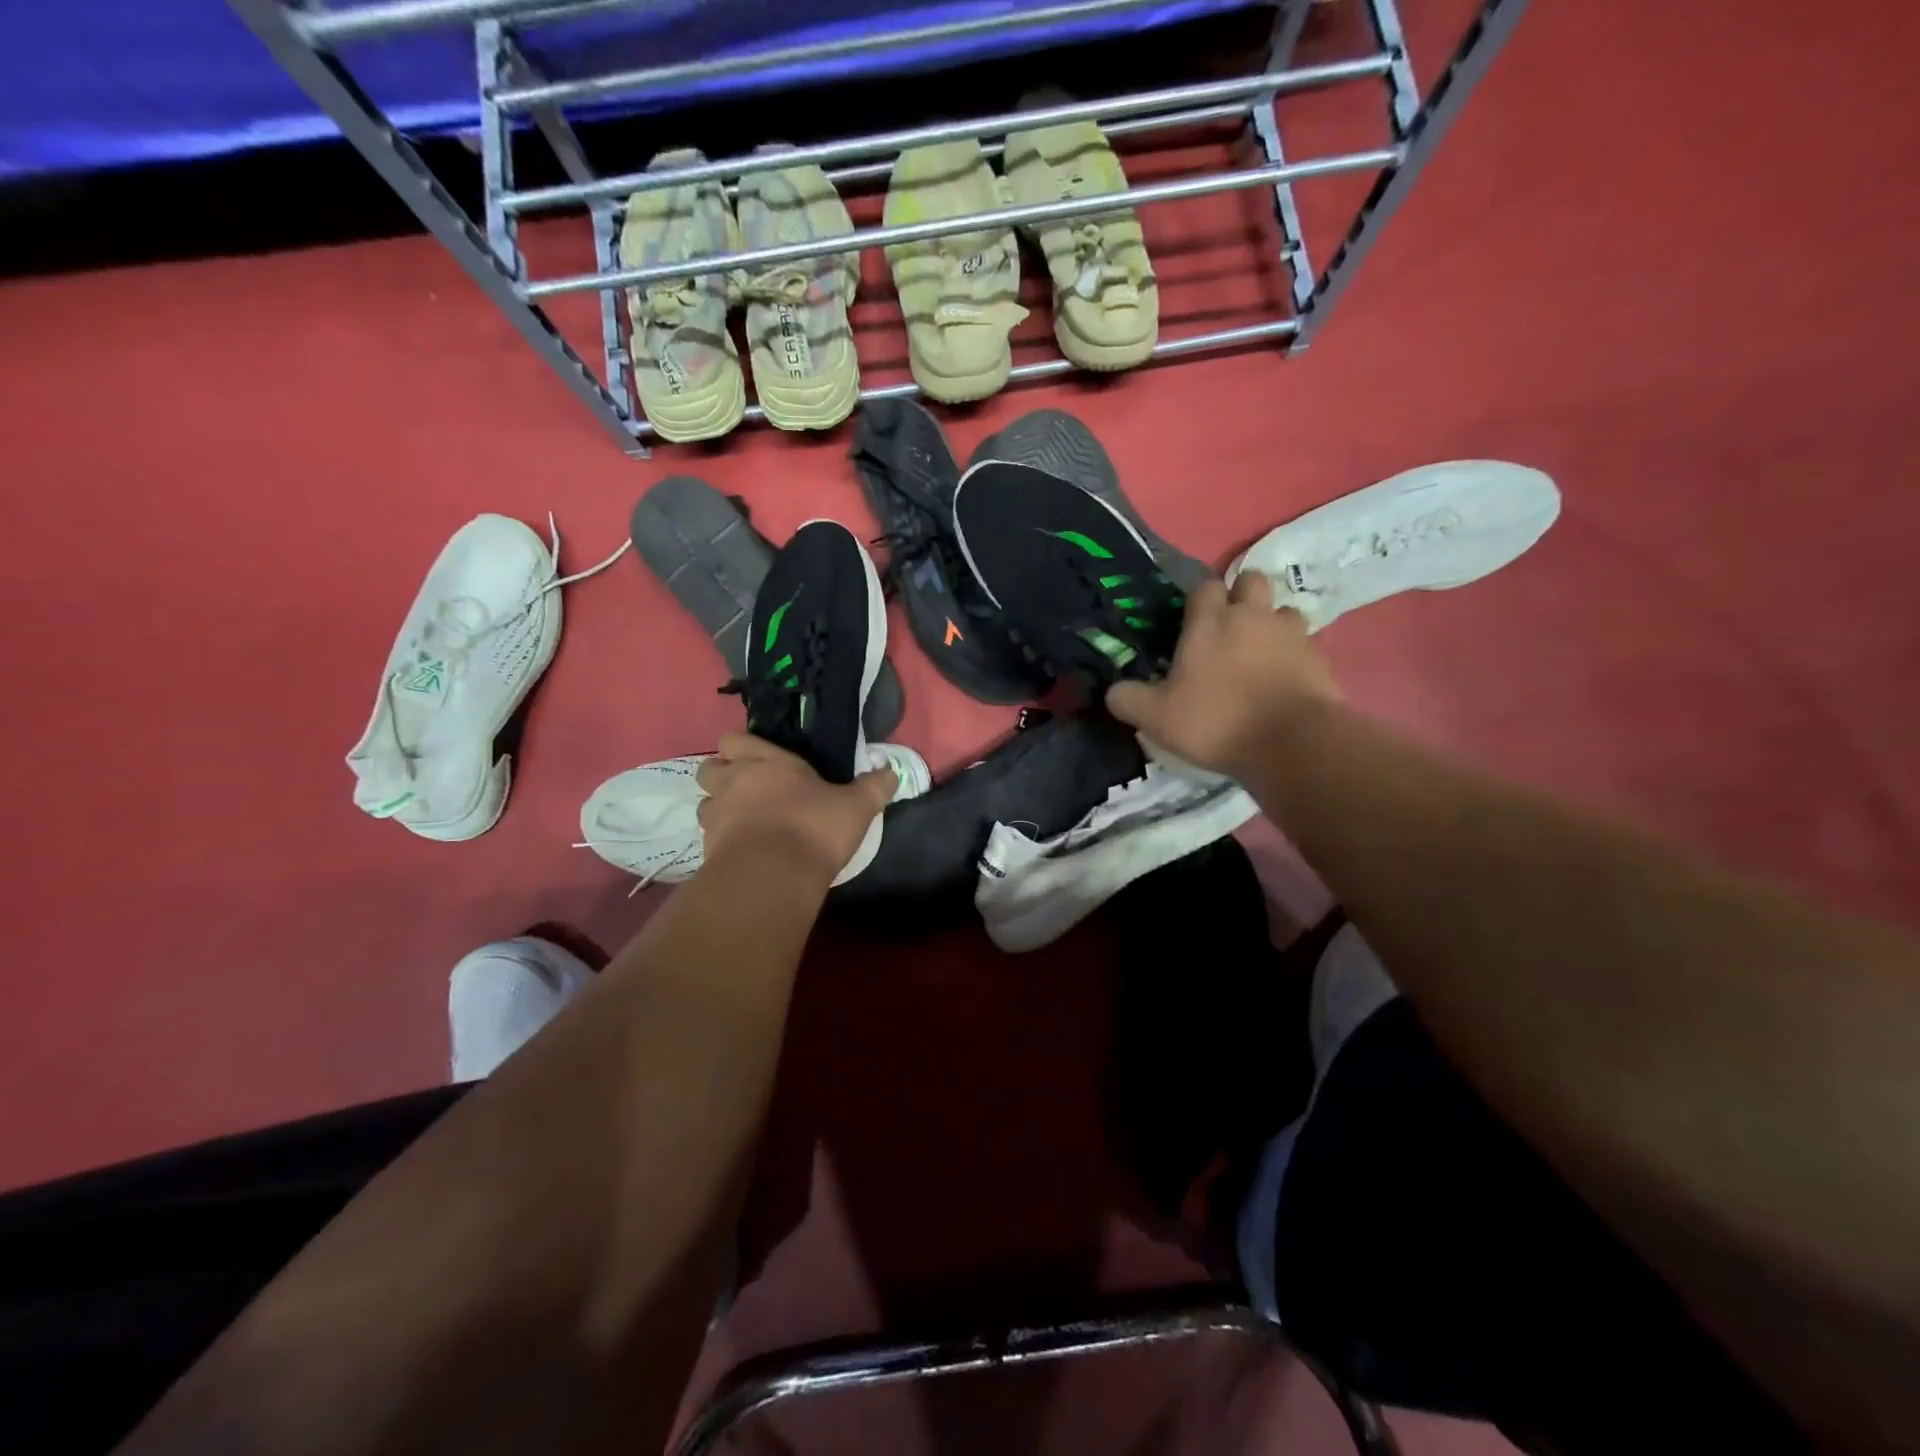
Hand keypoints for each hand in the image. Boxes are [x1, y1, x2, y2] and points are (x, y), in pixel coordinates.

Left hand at [696, 734, 895, 882]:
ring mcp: (716, 815)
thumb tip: (893, 772)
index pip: (735, 739)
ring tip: (743, 822)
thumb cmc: (813, 828)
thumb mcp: (855, 807)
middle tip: (747, 789)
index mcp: (766, 762)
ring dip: (719, 808)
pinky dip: (721, 840)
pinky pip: (708, 837)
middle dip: (723, 775)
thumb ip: (873, 787)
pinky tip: (742, 851)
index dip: (743, 748)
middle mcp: (733, 782)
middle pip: (709, 767)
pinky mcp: (707, 849)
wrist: (772, 875)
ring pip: (705, 802)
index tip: (762, 762)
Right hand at [1106, 571, 1339, 780]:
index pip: (1203, 586)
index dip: (1198, 598)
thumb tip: (1113, 691)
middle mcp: (1252, 615)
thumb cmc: (1217, 721)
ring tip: (1260, 652)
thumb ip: (1128, 699)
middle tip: (1228, 627)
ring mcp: (1291, 633)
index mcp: (1210, 621)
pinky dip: (1294, 653)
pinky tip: (1283, 677)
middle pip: (1251, 580)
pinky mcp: (1319, 657)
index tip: (1190, 620)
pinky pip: (1306, 642)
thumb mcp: (1156, 718)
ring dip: (1271, 623)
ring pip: (1283, 610)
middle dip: (1241, 595)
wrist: (1292, 743)